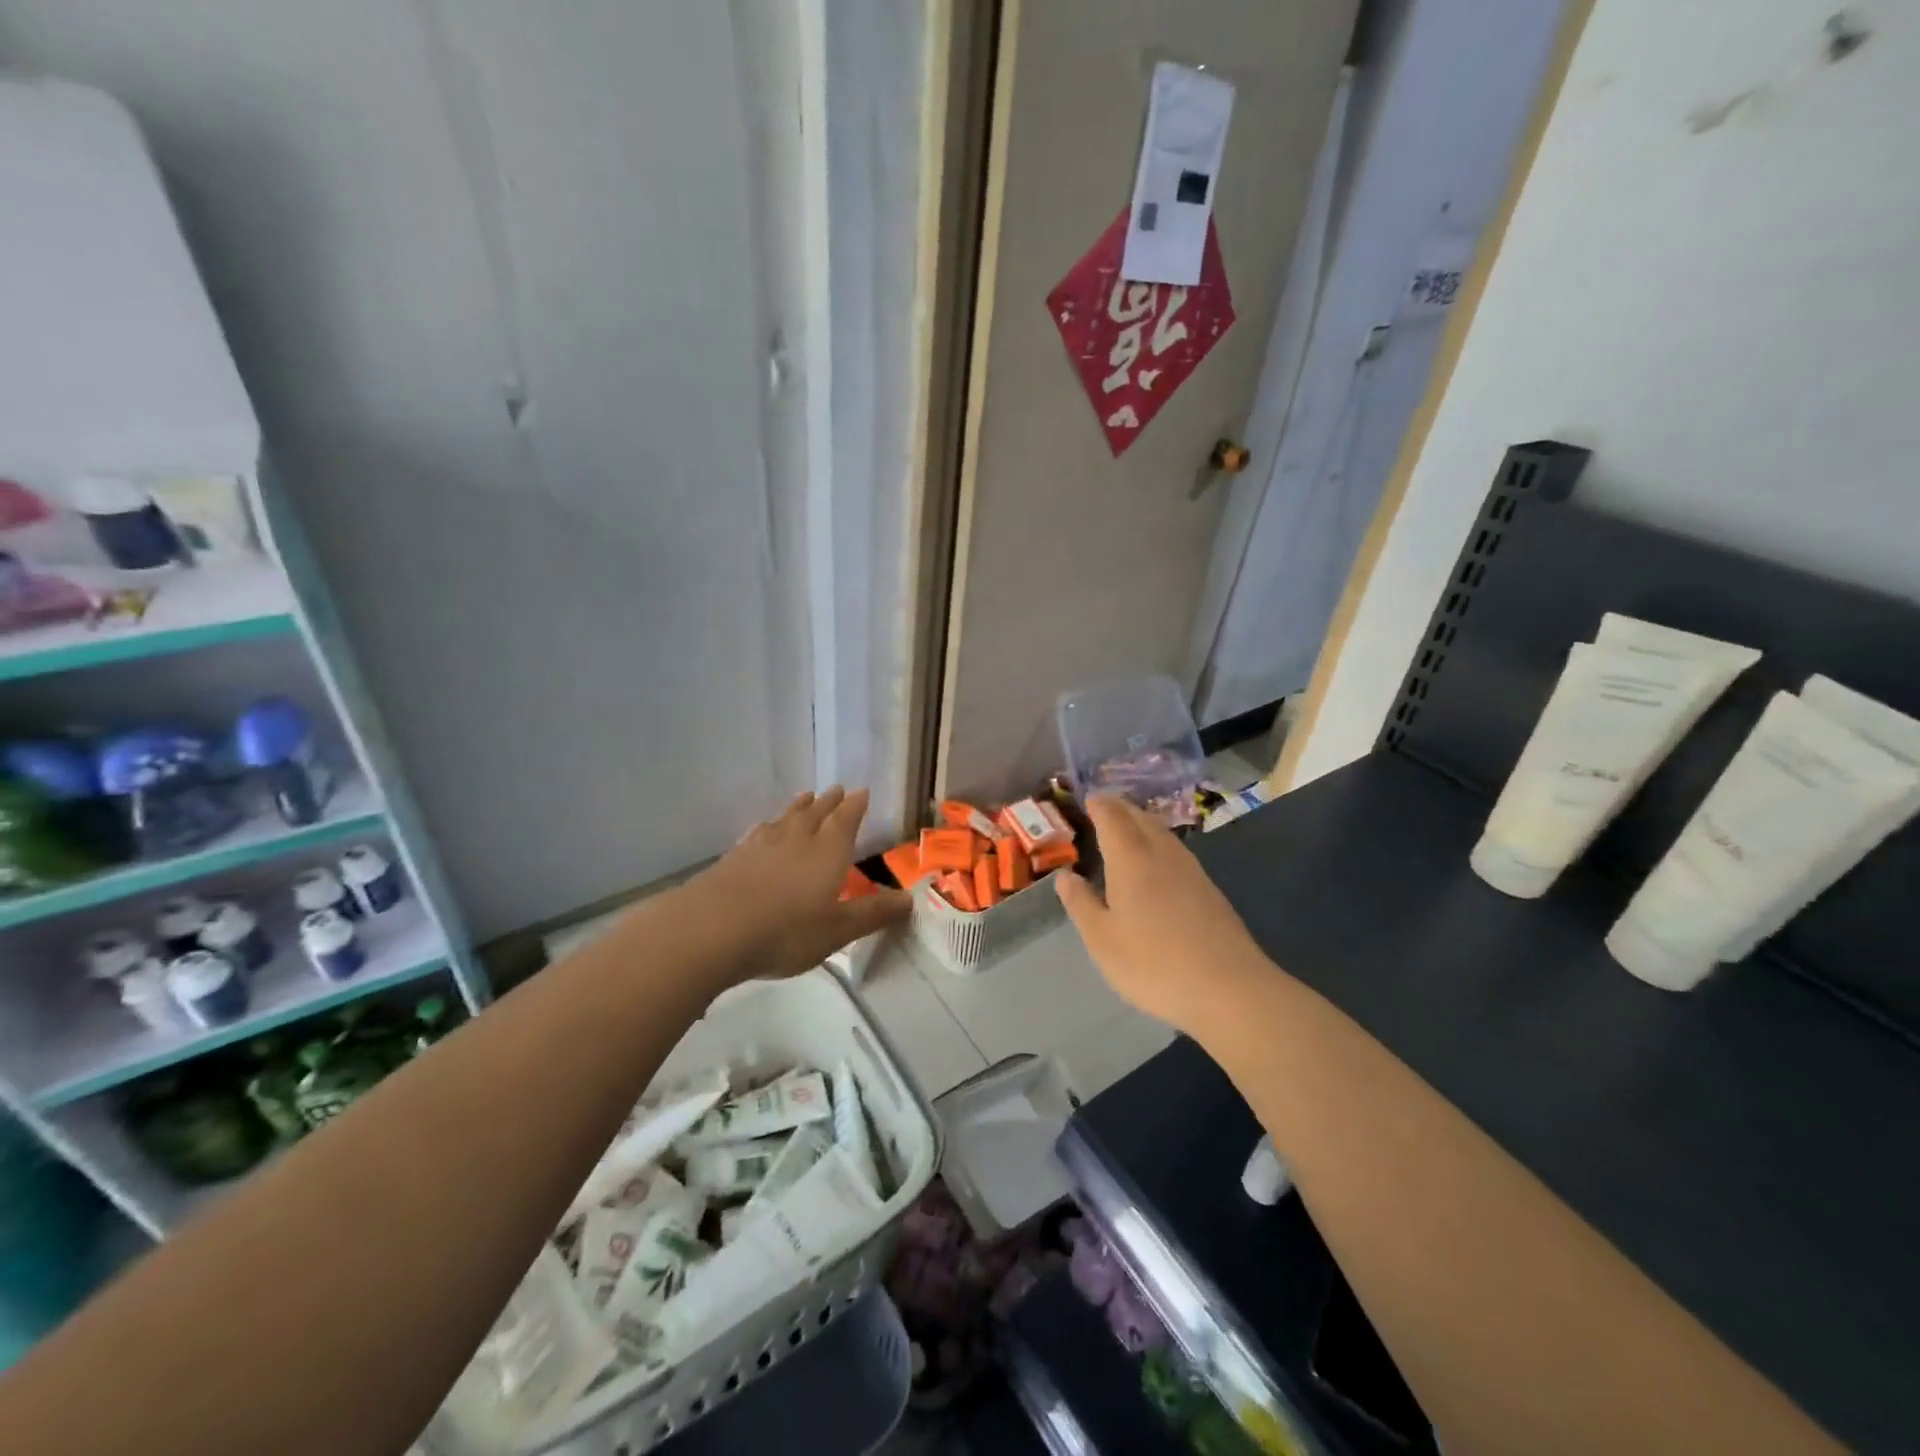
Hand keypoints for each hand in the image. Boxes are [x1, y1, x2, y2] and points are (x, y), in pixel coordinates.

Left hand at [687, 786, 910, 981]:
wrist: (711, 929)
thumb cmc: (785, 931)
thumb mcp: (837, 930)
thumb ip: (873, 914)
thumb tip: (910, 899)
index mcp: (827, 853)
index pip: (845, 821)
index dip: (855, 806)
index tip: (862, 791)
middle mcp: (796, 840)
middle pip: (816, 814)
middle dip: (829, 802)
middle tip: (837, 789)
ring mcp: (761, 846)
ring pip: (786, 819)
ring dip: (799, 807)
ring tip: (806, 797)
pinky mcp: (733, 857)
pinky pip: (758, 832)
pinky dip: (768, 826)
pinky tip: (764, 829)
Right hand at [1056, 795, 1272, 1038]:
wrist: (1230, 989)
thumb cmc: (1153, 963)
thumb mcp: (1102, 939)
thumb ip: (1081, 903)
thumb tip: (1065, 876)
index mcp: (1131, 858)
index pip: (1112, 816)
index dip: (1098, 804)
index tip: (1087, 799)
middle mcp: (1162, 853)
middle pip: (1140, 817)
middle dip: (1120, 808)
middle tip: (1102, 808)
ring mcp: (1191, 870)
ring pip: (1161, 833)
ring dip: (1141, 823)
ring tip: (1125, 829)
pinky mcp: (1209, 890)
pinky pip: (1175, 851)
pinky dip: (1158, 844)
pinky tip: (1155, 863)